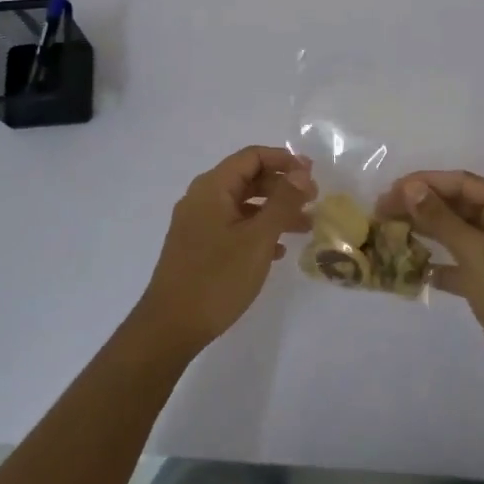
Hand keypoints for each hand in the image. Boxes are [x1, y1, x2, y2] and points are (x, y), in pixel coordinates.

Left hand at [131, 146, 313, 358]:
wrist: (170, 327)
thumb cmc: (217, 277)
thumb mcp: (257, 238)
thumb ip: (282, 202)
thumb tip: (302, 173)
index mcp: (212, 187)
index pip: (252, 156)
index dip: (284, 160)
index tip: (313, 175)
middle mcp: (201, 198)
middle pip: (247, 178)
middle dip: (282, 187)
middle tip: (313, 201)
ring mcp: (197, 223)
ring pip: (242, 205)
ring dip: (273, 211)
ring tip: (304, 227)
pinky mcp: (197, 246)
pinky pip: (232, 226)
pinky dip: (257, 230)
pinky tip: (276, 251)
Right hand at [379, 170, 483, 394]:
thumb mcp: (475, 252)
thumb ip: (440, 218)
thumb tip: (410, 187)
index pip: (463, 183)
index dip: (426, 183)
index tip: (391, 190)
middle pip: (459, 205)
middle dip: (422, 206)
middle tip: (383, 211)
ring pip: (457, 232)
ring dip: (426, 231)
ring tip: (390, 231)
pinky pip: (460, 262)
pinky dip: (438, 263)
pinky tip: (412, 267)